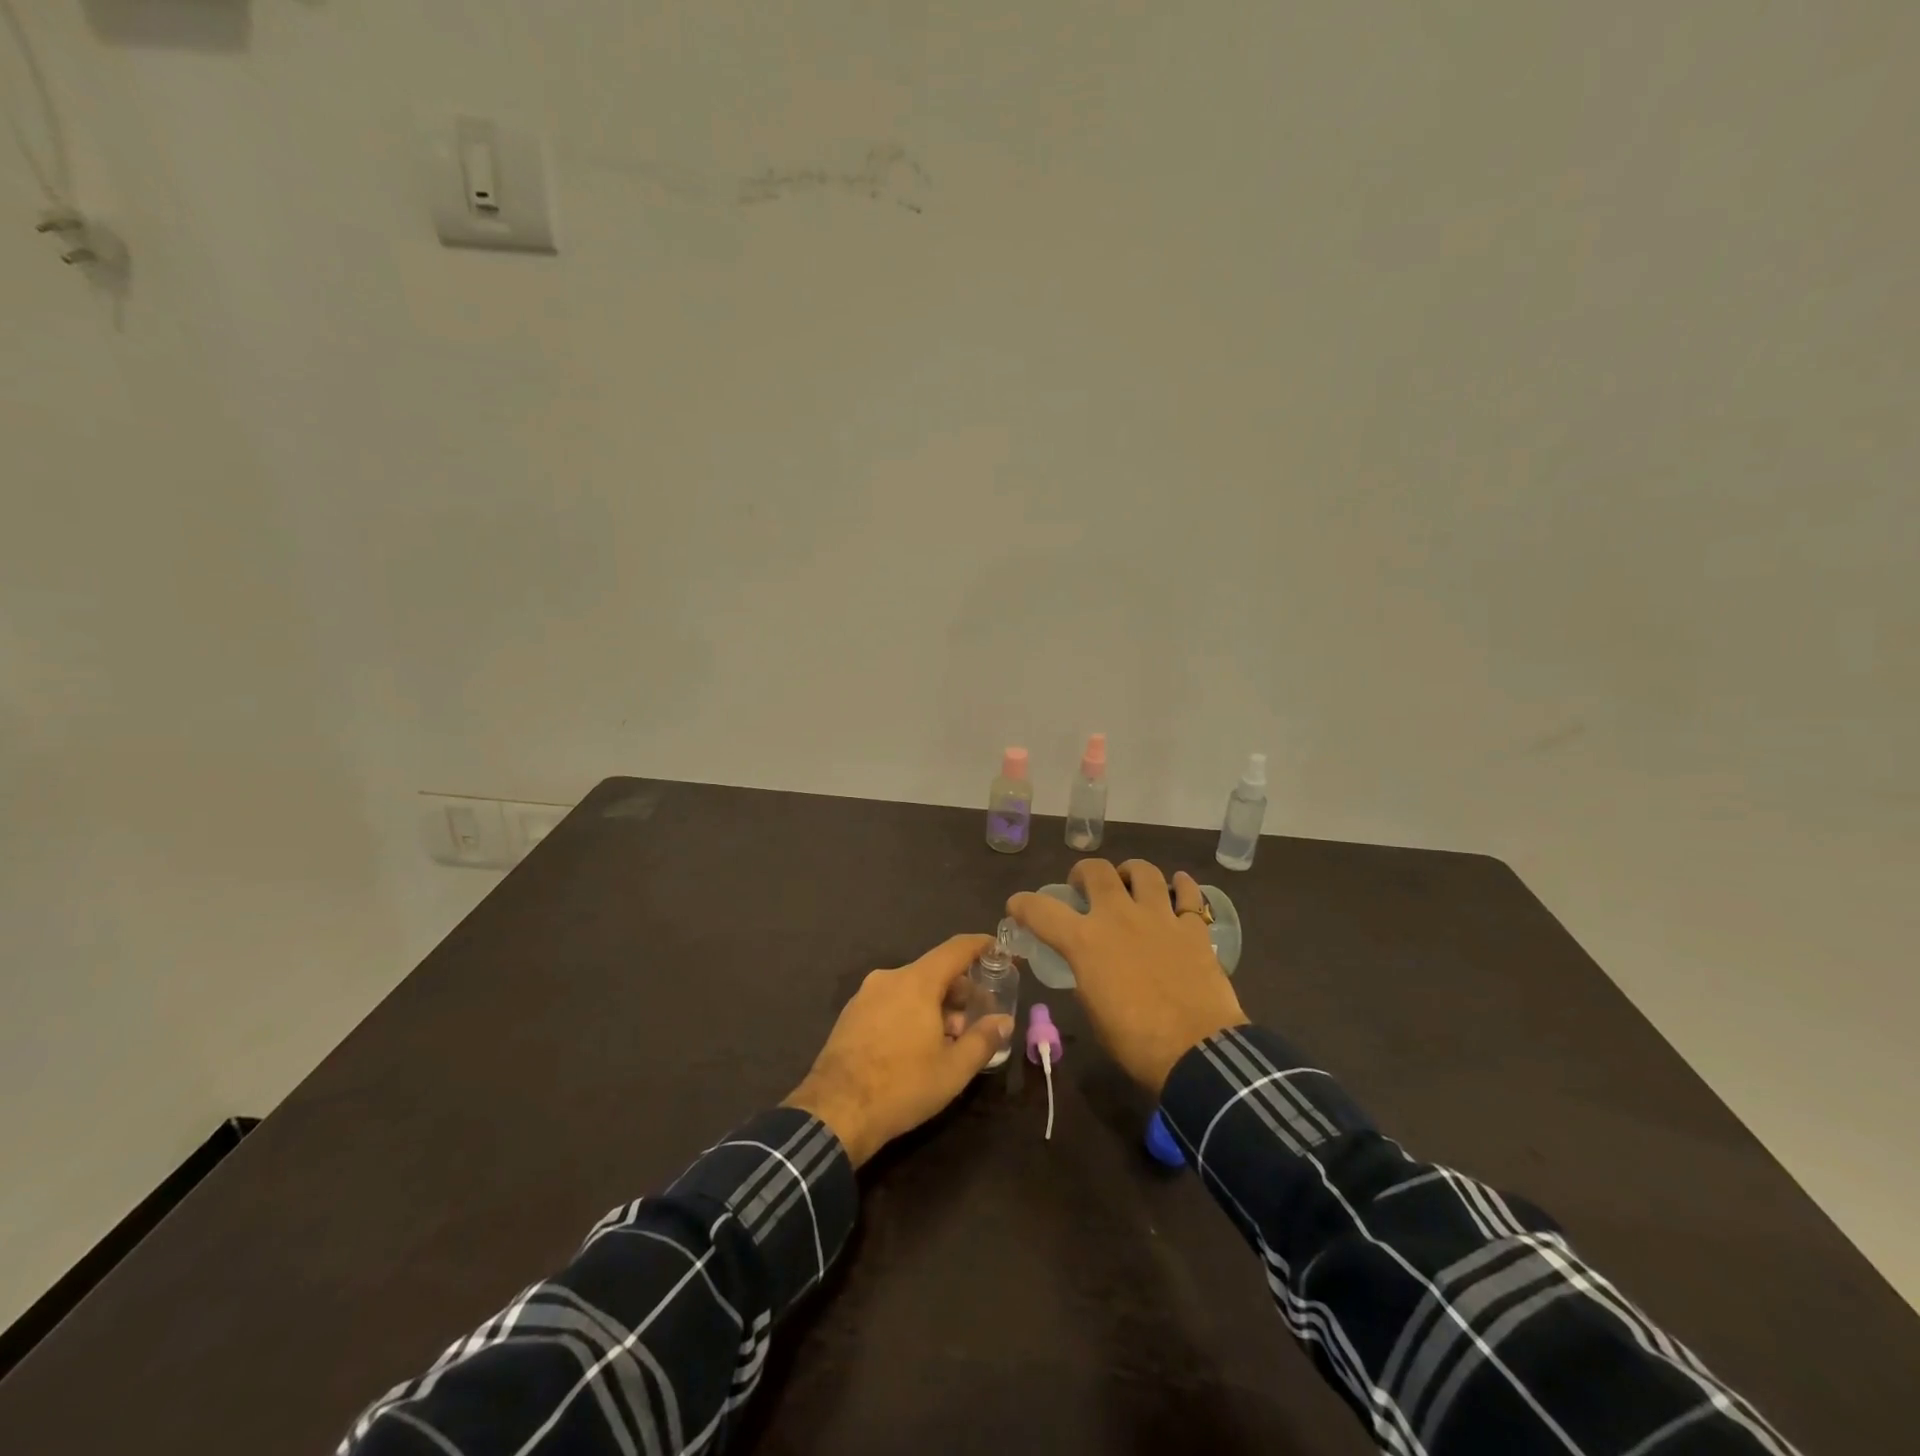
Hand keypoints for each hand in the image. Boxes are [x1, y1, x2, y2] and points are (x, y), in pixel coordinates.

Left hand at [784, 934, 1011, 1166]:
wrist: (835, 1112)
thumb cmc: (902, 1086)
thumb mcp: (953, 1069)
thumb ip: (983, 1039)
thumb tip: (1004, 1021)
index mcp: (917, 982)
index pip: (955, 949)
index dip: (980, 945)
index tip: (998, 949)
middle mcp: (890, 978)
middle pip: (933, 971)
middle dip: (960, 989)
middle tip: (977, 1015)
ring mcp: (865, 995)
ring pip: (911, 988)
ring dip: (935, 1005)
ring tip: (949, 1037)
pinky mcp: (850, 1015)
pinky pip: (890, 1001)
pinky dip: (910, 1012)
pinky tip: (917, 1045)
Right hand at [1008, 859, 1247, 1094]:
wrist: (1197, 1052)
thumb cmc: (1135, 1041)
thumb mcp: (1094, 1010)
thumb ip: (1087, 977)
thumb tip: (1089, 968)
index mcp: (1086, 941)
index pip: (1042, 910)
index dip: (1023, 904)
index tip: (1017, 905)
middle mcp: (1119, 917)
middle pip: (1097, 871)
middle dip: (1083, 873)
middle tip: (1083, 886)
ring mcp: (1159, 917)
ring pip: (1143, 871)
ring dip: (1130, 872)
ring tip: (1129, 882)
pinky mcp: (1193, 928)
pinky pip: (1189, 895)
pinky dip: (1182, 886)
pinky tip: (1179, 885)